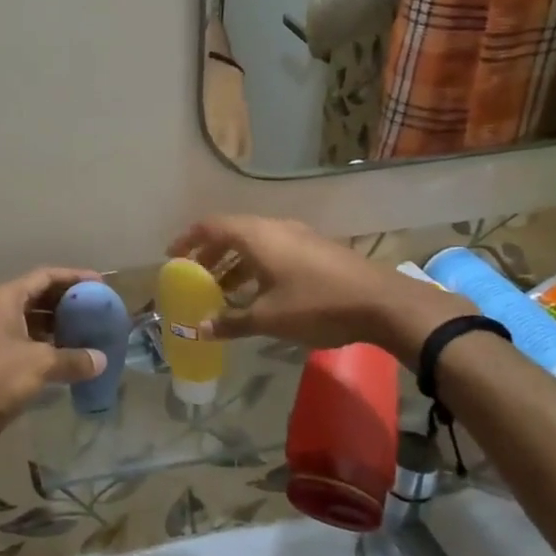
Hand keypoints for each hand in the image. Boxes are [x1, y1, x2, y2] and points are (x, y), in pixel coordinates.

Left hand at [0, 267, 109, 459]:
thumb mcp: (39, 365)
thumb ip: (73, 359)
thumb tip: (102, 360)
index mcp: (3, 297)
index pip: (44, 276)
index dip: (74, 277)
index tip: (101, 284)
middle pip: (37, 295)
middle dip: (67, 301)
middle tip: (97, 309)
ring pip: (31, 320)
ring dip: (58, 325)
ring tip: (88, 331)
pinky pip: (25, 341)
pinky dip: (46, 344)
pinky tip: (68, 356)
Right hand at [168, 215, 468, 361]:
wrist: (383, 303)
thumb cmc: (317, 305)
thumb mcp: (268, 318)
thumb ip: (231, 321)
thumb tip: (198, 329)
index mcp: (256, 236)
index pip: (210, 226)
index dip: (188, 239)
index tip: (172, 257)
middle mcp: (274, 227)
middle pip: (231, 233)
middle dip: (210, 254)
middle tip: (195, 277)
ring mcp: (298, 236)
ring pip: (254, 242)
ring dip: (234, 263)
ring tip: (223, 290)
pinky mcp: (316, 249)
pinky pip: (273, 250)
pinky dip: (256, 266)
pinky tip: (259, 293)